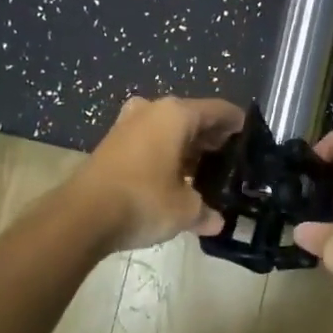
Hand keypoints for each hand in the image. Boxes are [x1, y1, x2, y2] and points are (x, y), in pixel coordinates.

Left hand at [77, 96, 244, 251]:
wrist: (81, 216)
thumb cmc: (143, 201)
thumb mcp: (184, 210)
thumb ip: (205, 211)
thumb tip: (216, 222)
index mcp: (176, 114)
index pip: (219, 110)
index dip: (237, 124)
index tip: (251, 138)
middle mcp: (152, 110)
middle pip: (193, 118)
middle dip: (212, 138)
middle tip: (230, 161)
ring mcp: (128, 124)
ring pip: (168, 130)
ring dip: (187, 147)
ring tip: (204, 173)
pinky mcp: (112, 143)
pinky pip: (150, 141)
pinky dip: (165, 154)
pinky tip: (174, 178)